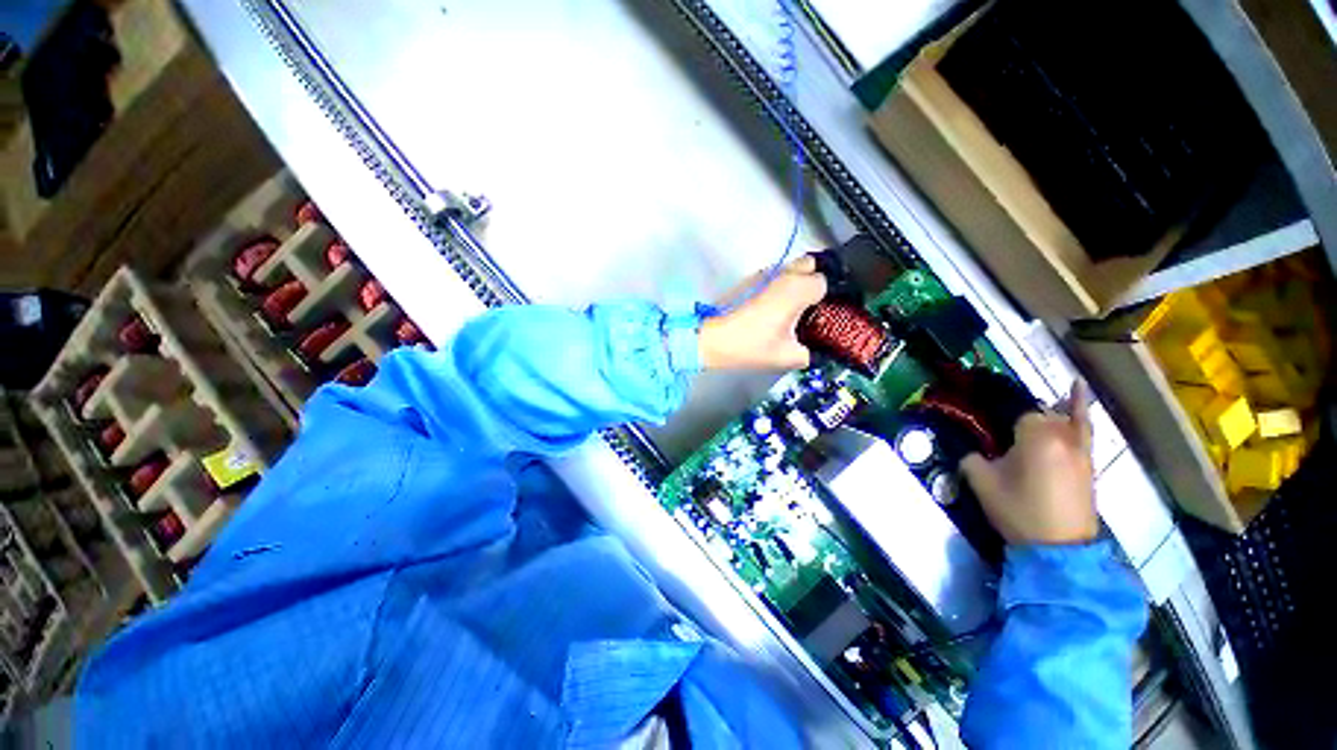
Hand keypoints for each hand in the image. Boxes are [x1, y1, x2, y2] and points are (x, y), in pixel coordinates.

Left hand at [699, 256, 827, 369]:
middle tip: (808, 306)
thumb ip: (808, 354)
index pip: (823, 282)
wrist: (708, 338)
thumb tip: (812, 351)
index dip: (824, 298)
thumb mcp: (785, 357)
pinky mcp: (747, 280)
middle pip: (809, 264)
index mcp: (795, 289)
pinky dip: (777, 286)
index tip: (819, 314)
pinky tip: (769, 309)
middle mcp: (781, 274)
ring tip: (788, 309)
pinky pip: (772, 276)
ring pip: (788, 268)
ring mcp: (762, 274)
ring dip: (794, 282)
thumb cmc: (748, 346)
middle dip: (813, 280)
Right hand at [961, 383, 1098, 545]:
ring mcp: (1081, 447)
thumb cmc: (1019, 511)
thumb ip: (972, 459)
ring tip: (1031, 413)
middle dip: (1020, 423)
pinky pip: (1084, 426)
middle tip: (1002, 437)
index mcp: (1036, 436)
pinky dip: (1079, 408)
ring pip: (1061, 419)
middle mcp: (1063, 435)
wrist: (1059, 548)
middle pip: (1039, 414)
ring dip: (1044, 417)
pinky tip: (1076, 388)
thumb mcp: (982, 484)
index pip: (1016, 413)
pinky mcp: (1088, 461)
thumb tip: (972, 450)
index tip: (988, 433)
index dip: (999, 422)